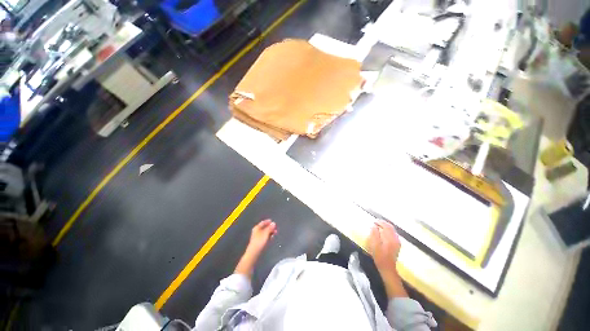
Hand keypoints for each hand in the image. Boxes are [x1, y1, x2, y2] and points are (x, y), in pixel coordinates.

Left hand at [246, 219, 277, 254]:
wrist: (254, 253)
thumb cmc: (259, 241)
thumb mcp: (266, 233)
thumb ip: (270, 228)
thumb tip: (273, 223)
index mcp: (257, 227)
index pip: (263, 222)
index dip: (268, 222)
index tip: (273, 222)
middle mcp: (257, 231)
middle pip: (265, 227)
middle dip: (270, 228)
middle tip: (276, 229)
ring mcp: (257, 237)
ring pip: (265, 232)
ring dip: (270, 232)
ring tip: (275, 233)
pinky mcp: (259, 242)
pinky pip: (265, 237)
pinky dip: (268, 236)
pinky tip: (271, 238)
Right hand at [368, 220, 400, 270]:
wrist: (388, 268)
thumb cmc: (380, 257)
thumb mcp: (374, 246)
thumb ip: (374, 235)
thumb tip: (374, 226)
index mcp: (390, 239)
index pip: (386, 226)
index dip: (380, 222)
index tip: (374, 221)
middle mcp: (395, 239)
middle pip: (390, 227)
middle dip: (383, 223)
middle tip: (376, 222)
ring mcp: (397, 242)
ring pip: (392, 230)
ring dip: (386, 226)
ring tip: (379, 225)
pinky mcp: (397, 245)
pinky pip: (393, 234)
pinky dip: (388, 231)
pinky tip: (384, 232)